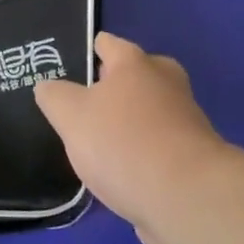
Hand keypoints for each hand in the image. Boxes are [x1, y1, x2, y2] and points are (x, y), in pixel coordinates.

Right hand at [35, 32, 229, 243]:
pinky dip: (145, 150)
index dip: (89, 50)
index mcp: (135, 63)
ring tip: (102, 141)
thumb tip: (48, 87)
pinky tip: (125, 170)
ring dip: (131, 121)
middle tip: (86, 103)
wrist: (187, 199)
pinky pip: (161, 143)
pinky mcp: (196, 157)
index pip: (108, 43)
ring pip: (150, 110)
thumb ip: (54, 96)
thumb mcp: (71, 116)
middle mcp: (165, 82)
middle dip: (114, 86)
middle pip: (136, 74)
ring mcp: (186, 119)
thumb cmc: (123, 143)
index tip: (73, 63)